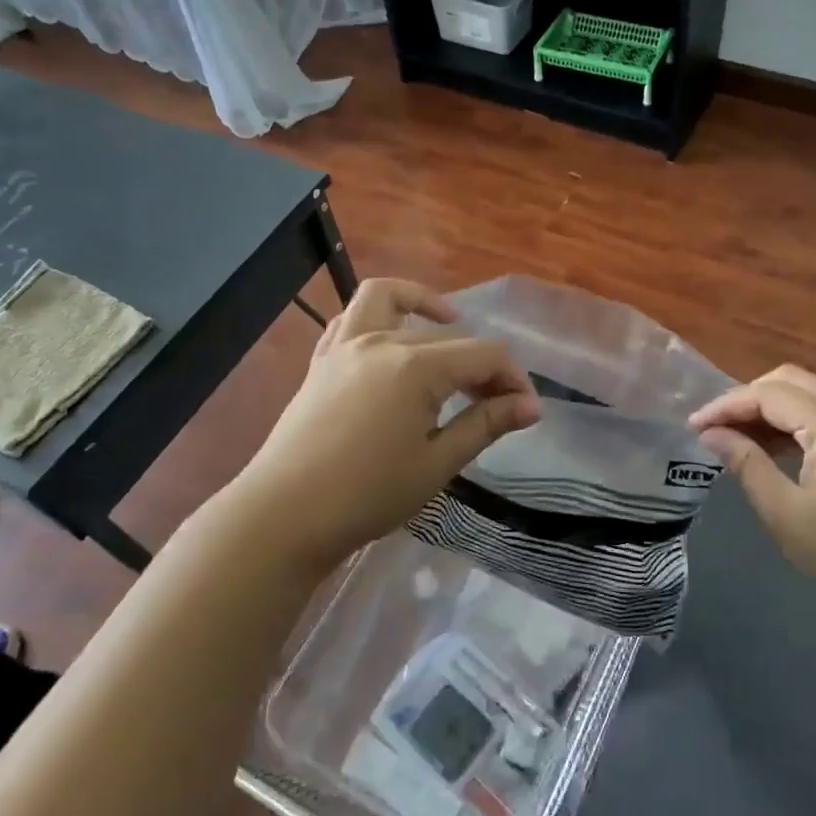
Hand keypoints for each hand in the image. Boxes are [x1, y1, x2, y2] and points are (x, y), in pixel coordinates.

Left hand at [235, 279, 540, 569]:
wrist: (284, 516)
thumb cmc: (367, 495)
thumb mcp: (437, 463)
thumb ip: (485, 425)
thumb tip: (531, 406)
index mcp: (417, 367)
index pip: (485, 354)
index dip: (513, 379)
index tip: (525, 412)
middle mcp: (382, 342)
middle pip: (450, 336)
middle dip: (482, 366)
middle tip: (495, 405)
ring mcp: (346, 346)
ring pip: (389, 299)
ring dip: (423, 304)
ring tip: (446, 325)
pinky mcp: (322, 360)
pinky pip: (353, 317)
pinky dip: (379, 315)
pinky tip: (392, 341)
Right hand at [688, 365, 815, 629]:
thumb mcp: (785, 512)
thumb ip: (745, 464)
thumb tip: (711, 434)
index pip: (768, 394)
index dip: (726, 406)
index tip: (694, 426)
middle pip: (789, 381)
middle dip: (747, 398)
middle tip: (715, 428)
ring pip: (809, 396)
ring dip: (770, 409)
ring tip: (736, 440)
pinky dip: (794, 423)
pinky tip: (774, 450)